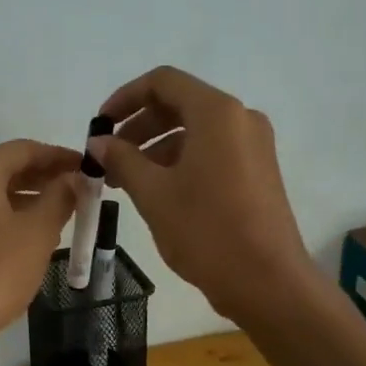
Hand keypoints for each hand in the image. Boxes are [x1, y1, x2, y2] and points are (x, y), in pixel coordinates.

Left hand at [0, 139, 82, 352]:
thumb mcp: (37, 231)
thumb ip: (60, 197)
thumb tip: (73, 178)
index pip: (26, 149)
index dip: (61, 156)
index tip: (91, 168)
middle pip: (9, 167)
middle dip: (47, 177)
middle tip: (83, 190)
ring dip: (31, 197)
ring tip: (66, 212)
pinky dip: (11, 214)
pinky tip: (34, 234)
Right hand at [96, 66, 313, 322]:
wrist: (268, 283)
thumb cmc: (206, 230)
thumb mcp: (153, 193)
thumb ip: (122, 159)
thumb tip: (98, 141)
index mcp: (216, 113)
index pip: (163, 82)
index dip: (125, 97)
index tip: (99, 125)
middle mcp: (240, 119)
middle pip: (179, 104)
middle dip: (138, 126)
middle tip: (108, 157)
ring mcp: (253, 145)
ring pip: (194, 130)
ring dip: (155, 146)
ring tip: (126, 181)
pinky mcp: (258, 171)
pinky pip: (211, 151)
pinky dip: (179, 161)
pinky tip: (156, 191)